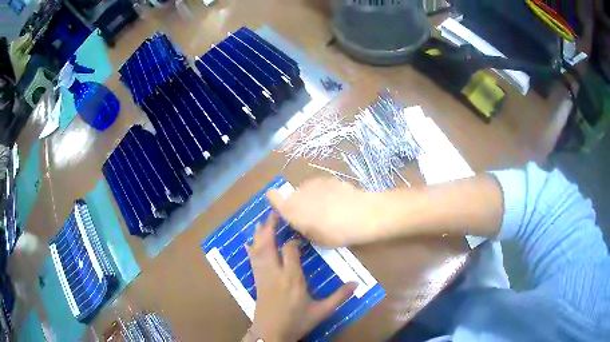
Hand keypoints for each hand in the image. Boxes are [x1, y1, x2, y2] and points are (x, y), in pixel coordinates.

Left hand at [248, 213, 356, 341]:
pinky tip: (248, 242)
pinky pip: (252, 261)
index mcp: (292, 278)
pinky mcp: (256, 281)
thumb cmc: (296, 322)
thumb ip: (339, 296)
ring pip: (258, 250)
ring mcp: (263, 276)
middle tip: (274, 211)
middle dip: (270, 227)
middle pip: (269, 244)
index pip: (290, 250)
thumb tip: (357, 284)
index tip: (299, 232)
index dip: (293, 239)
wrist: (271, 333)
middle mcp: (275, 273)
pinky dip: (251, 249)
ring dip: (259, 234)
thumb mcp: (321, 311)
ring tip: (261, 220)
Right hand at [266, 178, 382, 246]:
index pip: (272, 196)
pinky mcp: (329, 179)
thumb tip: (302, 225)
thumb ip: (303, 229)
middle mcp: (298, 192)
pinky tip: (339, 203)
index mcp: (291, 208)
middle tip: (312, 218)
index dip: (275, 202)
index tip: (284, 212)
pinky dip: (325, 193)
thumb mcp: (316, 239)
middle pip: (291, 196)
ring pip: (306, 191)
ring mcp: (314, 183)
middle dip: (298, 205)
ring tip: (328, 211)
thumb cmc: (335, 233)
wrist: (362, 214)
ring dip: (311, 199)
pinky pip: (320, 187)